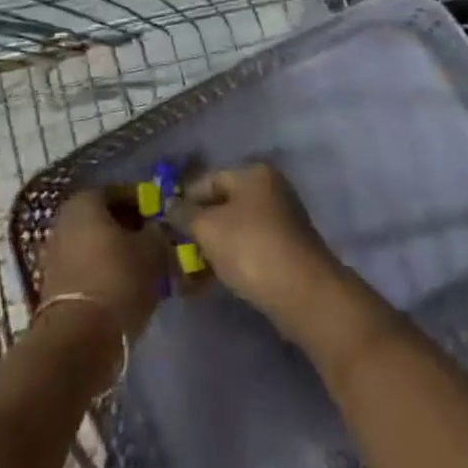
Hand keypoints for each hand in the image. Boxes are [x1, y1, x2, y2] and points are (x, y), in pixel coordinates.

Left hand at [39, 187, 172, 343]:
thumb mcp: (152, 250)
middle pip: (105, 218)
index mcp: (84, 202)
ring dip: (120, 253)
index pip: (119, 192)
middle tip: (156, 243)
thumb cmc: (118, 279)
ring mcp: (55, 254)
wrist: (79, 338)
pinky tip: (127, 287)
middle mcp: (64, 220)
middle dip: (131, 229)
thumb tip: (158, 228)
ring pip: (96, 244)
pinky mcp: (55, 285)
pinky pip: (87, 268)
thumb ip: (158, 232)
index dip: (144, 203)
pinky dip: (107, 272)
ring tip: (146, 269)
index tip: (163, 218)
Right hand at [171, 164, 341, 335]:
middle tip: (174, 248)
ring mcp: (281, 222)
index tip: (165, 222)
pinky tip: (210, 281)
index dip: (184, 199)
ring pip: (235, 231)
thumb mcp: (208, 228)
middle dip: (198, 227)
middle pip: (223, 205)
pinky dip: (229, 262)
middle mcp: (271, 191)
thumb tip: (169, 206)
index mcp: (254, 174)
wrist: (303, 293)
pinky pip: (249, 251)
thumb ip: (185, 214)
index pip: (209, 179)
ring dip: (211, 248)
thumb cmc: (251, 248)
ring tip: (187, 271)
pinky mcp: (286, 252)